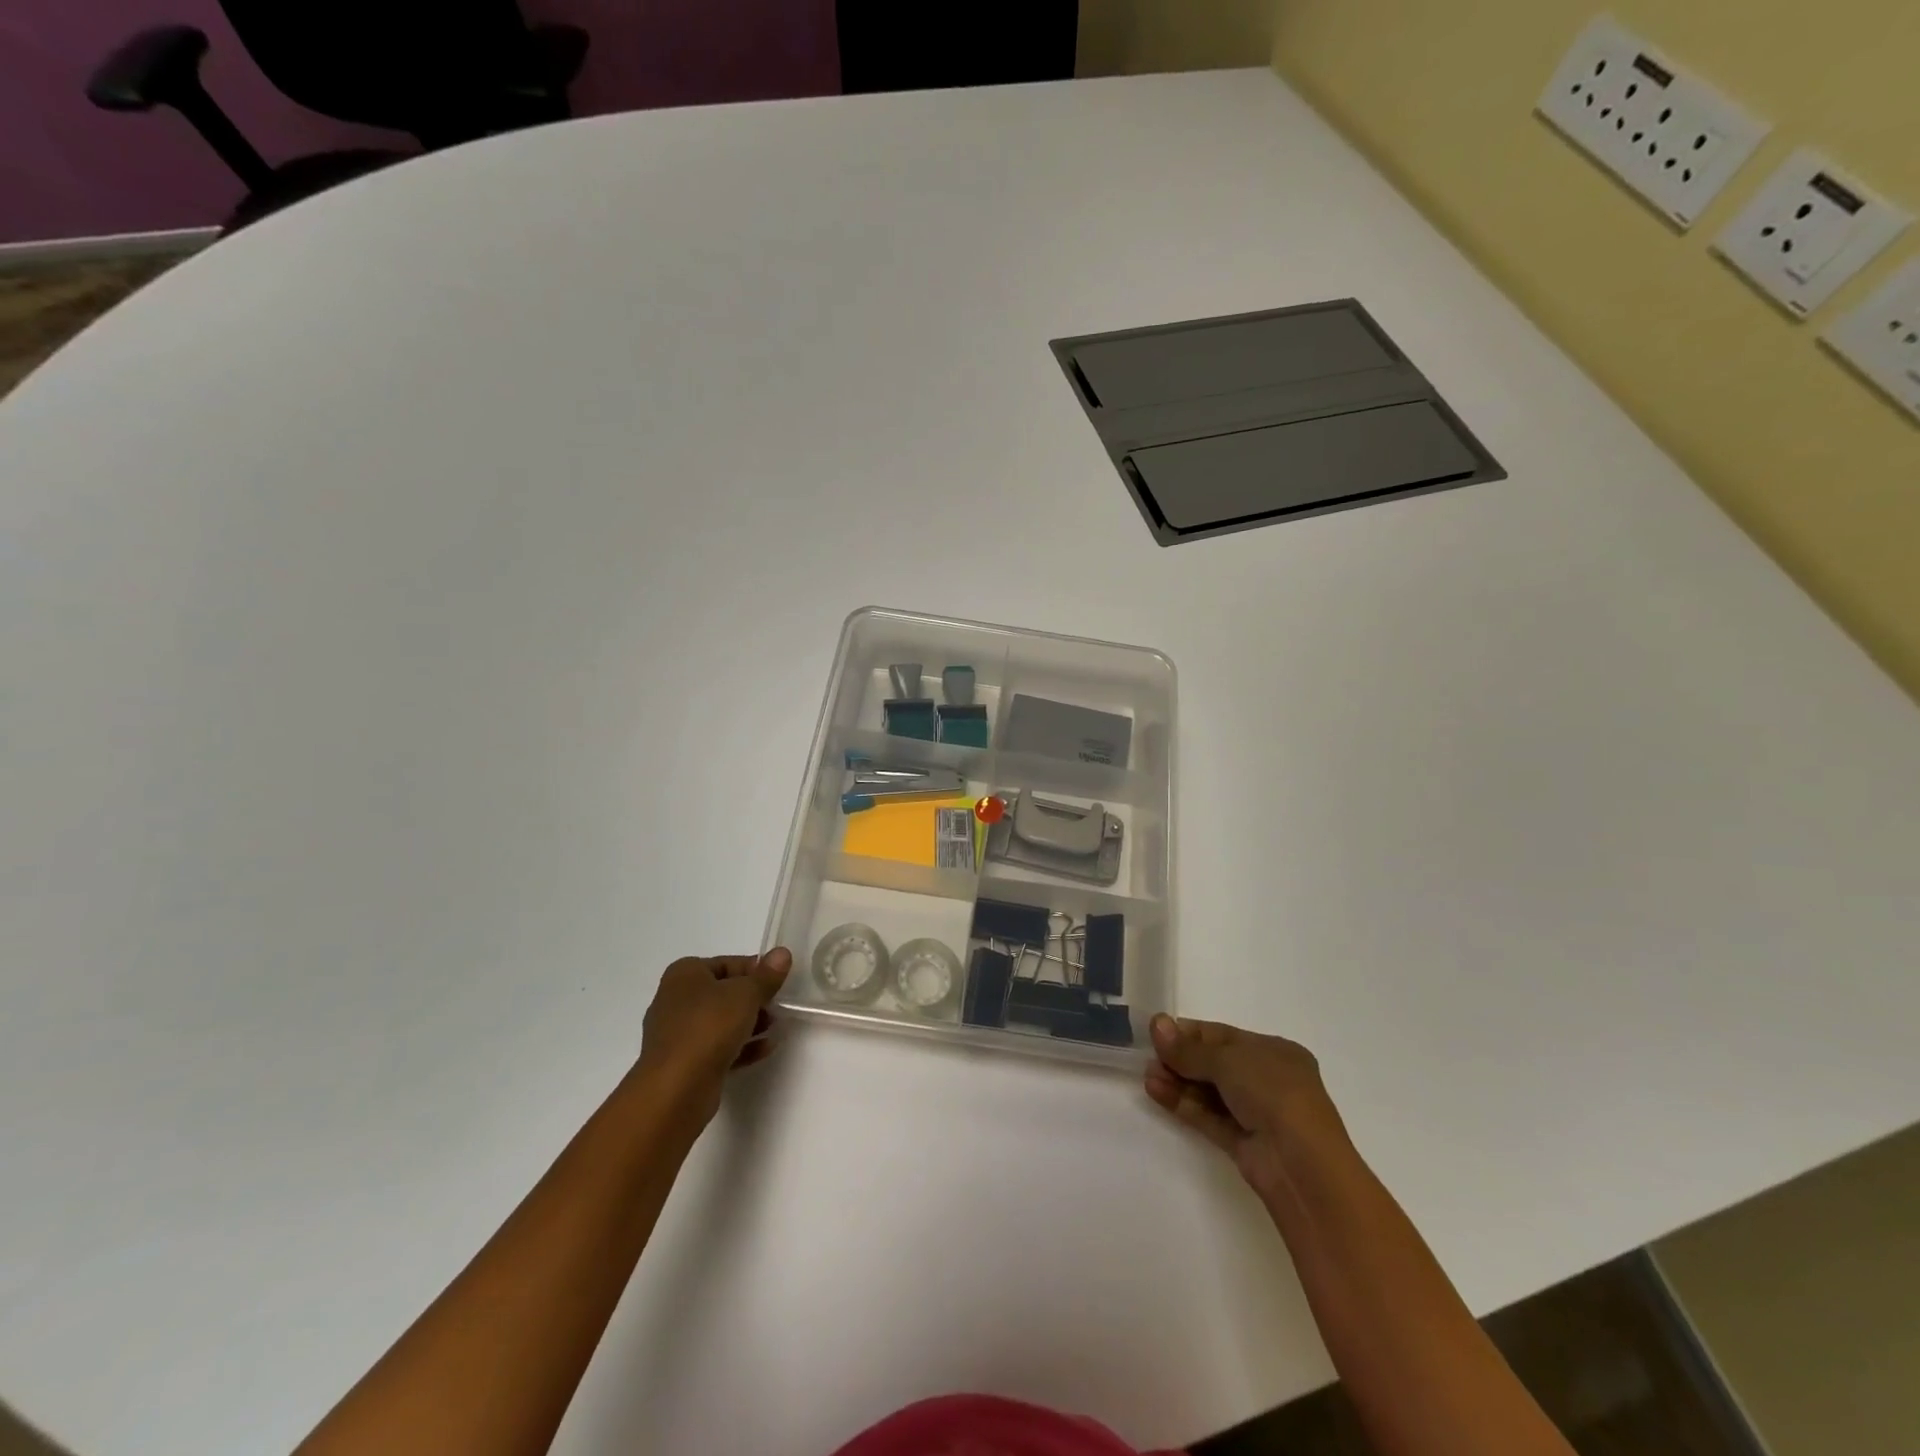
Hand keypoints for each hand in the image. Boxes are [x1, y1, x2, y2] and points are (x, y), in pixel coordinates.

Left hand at [637, 949, 791, 1123]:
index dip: (755, 970)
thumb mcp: (746, 994)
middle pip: (723, 993)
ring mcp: (678, 1035)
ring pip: (720, 1022)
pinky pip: (718, 1048)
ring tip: (775, 1027)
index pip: (727, 963)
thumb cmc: (709, 1027)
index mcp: (684, 974)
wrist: (676, 1089)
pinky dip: (741, 1046)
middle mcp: (675, 1000)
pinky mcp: (684, 1064)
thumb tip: (782, 953)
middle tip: (778, 1005)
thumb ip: (766, 975)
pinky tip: (766, 1048)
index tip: (778, 981)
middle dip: (753, 999)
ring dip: (749, 1023)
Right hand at [1144, 1014, 1346, 1198]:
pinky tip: (1156, 1091)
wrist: (1302, 1165)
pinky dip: (1183, 1104)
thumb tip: (1156, 1024)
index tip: (1158, 1031)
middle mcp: (1267, 1080)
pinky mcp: (1243, 1143)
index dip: (1190, 1033)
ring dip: (1178, 1081)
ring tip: (1147, 1075)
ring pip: (1210, 1092)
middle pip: (1215, 1064)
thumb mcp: (1228, 1060)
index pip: (1224, 1037)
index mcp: (1275, 1052)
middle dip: (1181, 1059)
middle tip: (1148, 1055)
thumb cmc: (1273, 1093)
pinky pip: (1208, 1116)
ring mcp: (1256, 1113)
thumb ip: (1188, 1048)